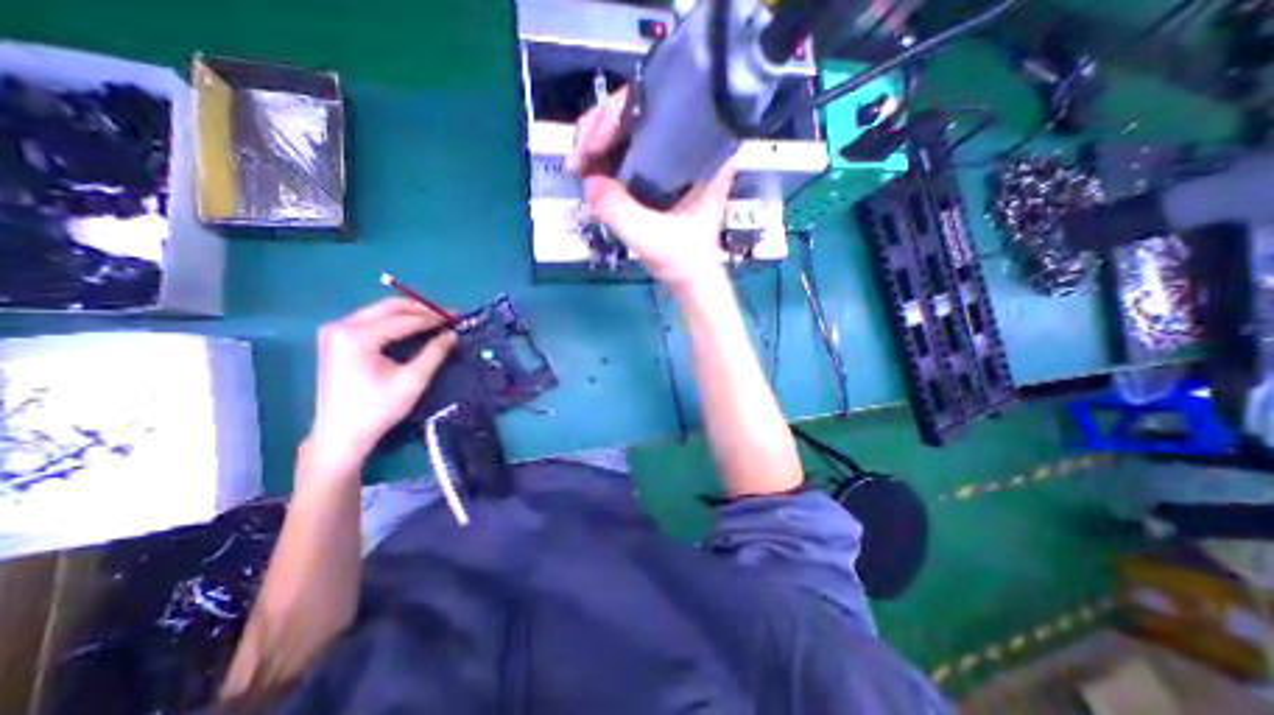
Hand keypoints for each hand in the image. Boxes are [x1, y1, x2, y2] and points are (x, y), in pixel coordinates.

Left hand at [305, 300, 455, 472]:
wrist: (340, 434)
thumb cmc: (378, 409)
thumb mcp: (413, 380)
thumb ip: (434, 352)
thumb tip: (452, 334)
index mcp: (358, 336)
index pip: (404, 319)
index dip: (434, 318)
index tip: (458, 317)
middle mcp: (342, 326)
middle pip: (389, 307)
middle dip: (422, 309)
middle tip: (449, 315)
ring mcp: (335, 332)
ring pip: (380, 311)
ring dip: (409, 313)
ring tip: (436, 321)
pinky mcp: (335, 340)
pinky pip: (371, 320)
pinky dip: (395, 321)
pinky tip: (413, 328)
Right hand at [568, 86, 738, 299]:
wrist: (690, 280)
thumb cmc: (684, 260)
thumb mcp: (651, 237)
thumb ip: (619, 210)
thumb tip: (588, 181)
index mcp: (703, 149)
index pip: (659, 100)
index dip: (619, 112)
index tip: (595, 142)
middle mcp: (688, 143)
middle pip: (638, 109)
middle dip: (600, 127)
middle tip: (577, 158)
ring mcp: (671, 157)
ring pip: (628, 129)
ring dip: (596, 142)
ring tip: (577, 165)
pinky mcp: (657, 173)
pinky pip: (625, 151)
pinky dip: (603, 158)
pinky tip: (587, 171)